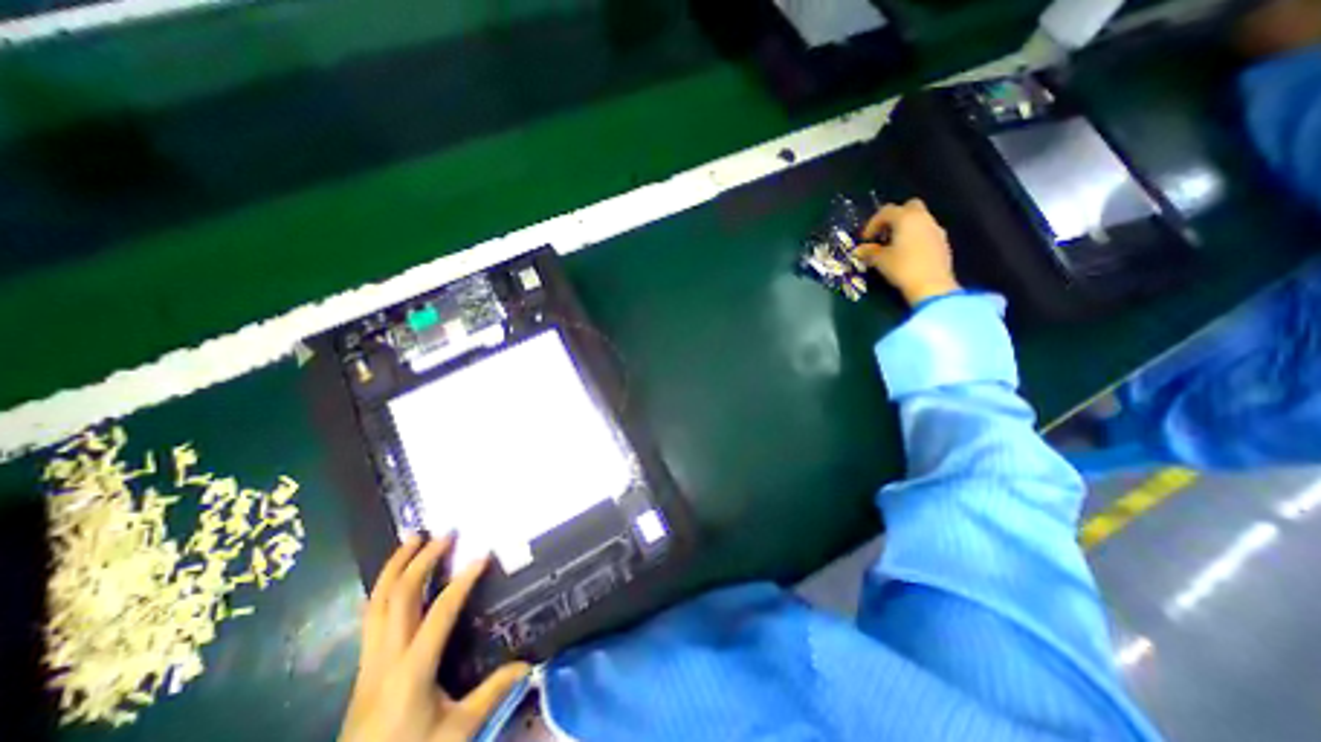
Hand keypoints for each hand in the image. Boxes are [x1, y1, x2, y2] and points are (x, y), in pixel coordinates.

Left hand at [339, 537, 530, 741]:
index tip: (482, 555)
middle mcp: (386, 657)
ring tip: (412, 540)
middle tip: (444, 534)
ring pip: (376, 603)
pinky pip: (371, 616)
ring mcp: (369, 661)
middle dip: (420, 560)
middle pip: (397, 597)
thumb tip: (528, 664)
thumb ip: (492, 693)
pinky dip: (384, 588)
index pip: (440, 612)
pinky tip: (395, 577)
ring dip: (395, 567)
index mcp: (412, 669)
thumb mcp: (456, 731)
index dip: (463, 581)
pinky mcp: (364, 666)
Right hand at [856, 198, 961, 307]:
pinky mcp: (943, 242)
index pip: (886, 211)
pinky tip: (908, 254)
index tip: (865, 239)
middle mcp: (923, 218)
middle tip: (883, 235)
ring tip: (894, 246)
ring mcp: (936, 229)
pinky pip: (926, 232)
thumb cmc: (903, 268)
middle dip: (894, 218)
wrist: (932, 285)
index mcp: (906, 218)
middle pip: (908, 207)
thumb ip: (869, 252)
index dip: (872, 223)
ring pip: (919, 219)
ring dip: (905, 228)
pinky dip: (916, 237)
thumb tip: (859, 250)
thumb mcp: (881, 260)